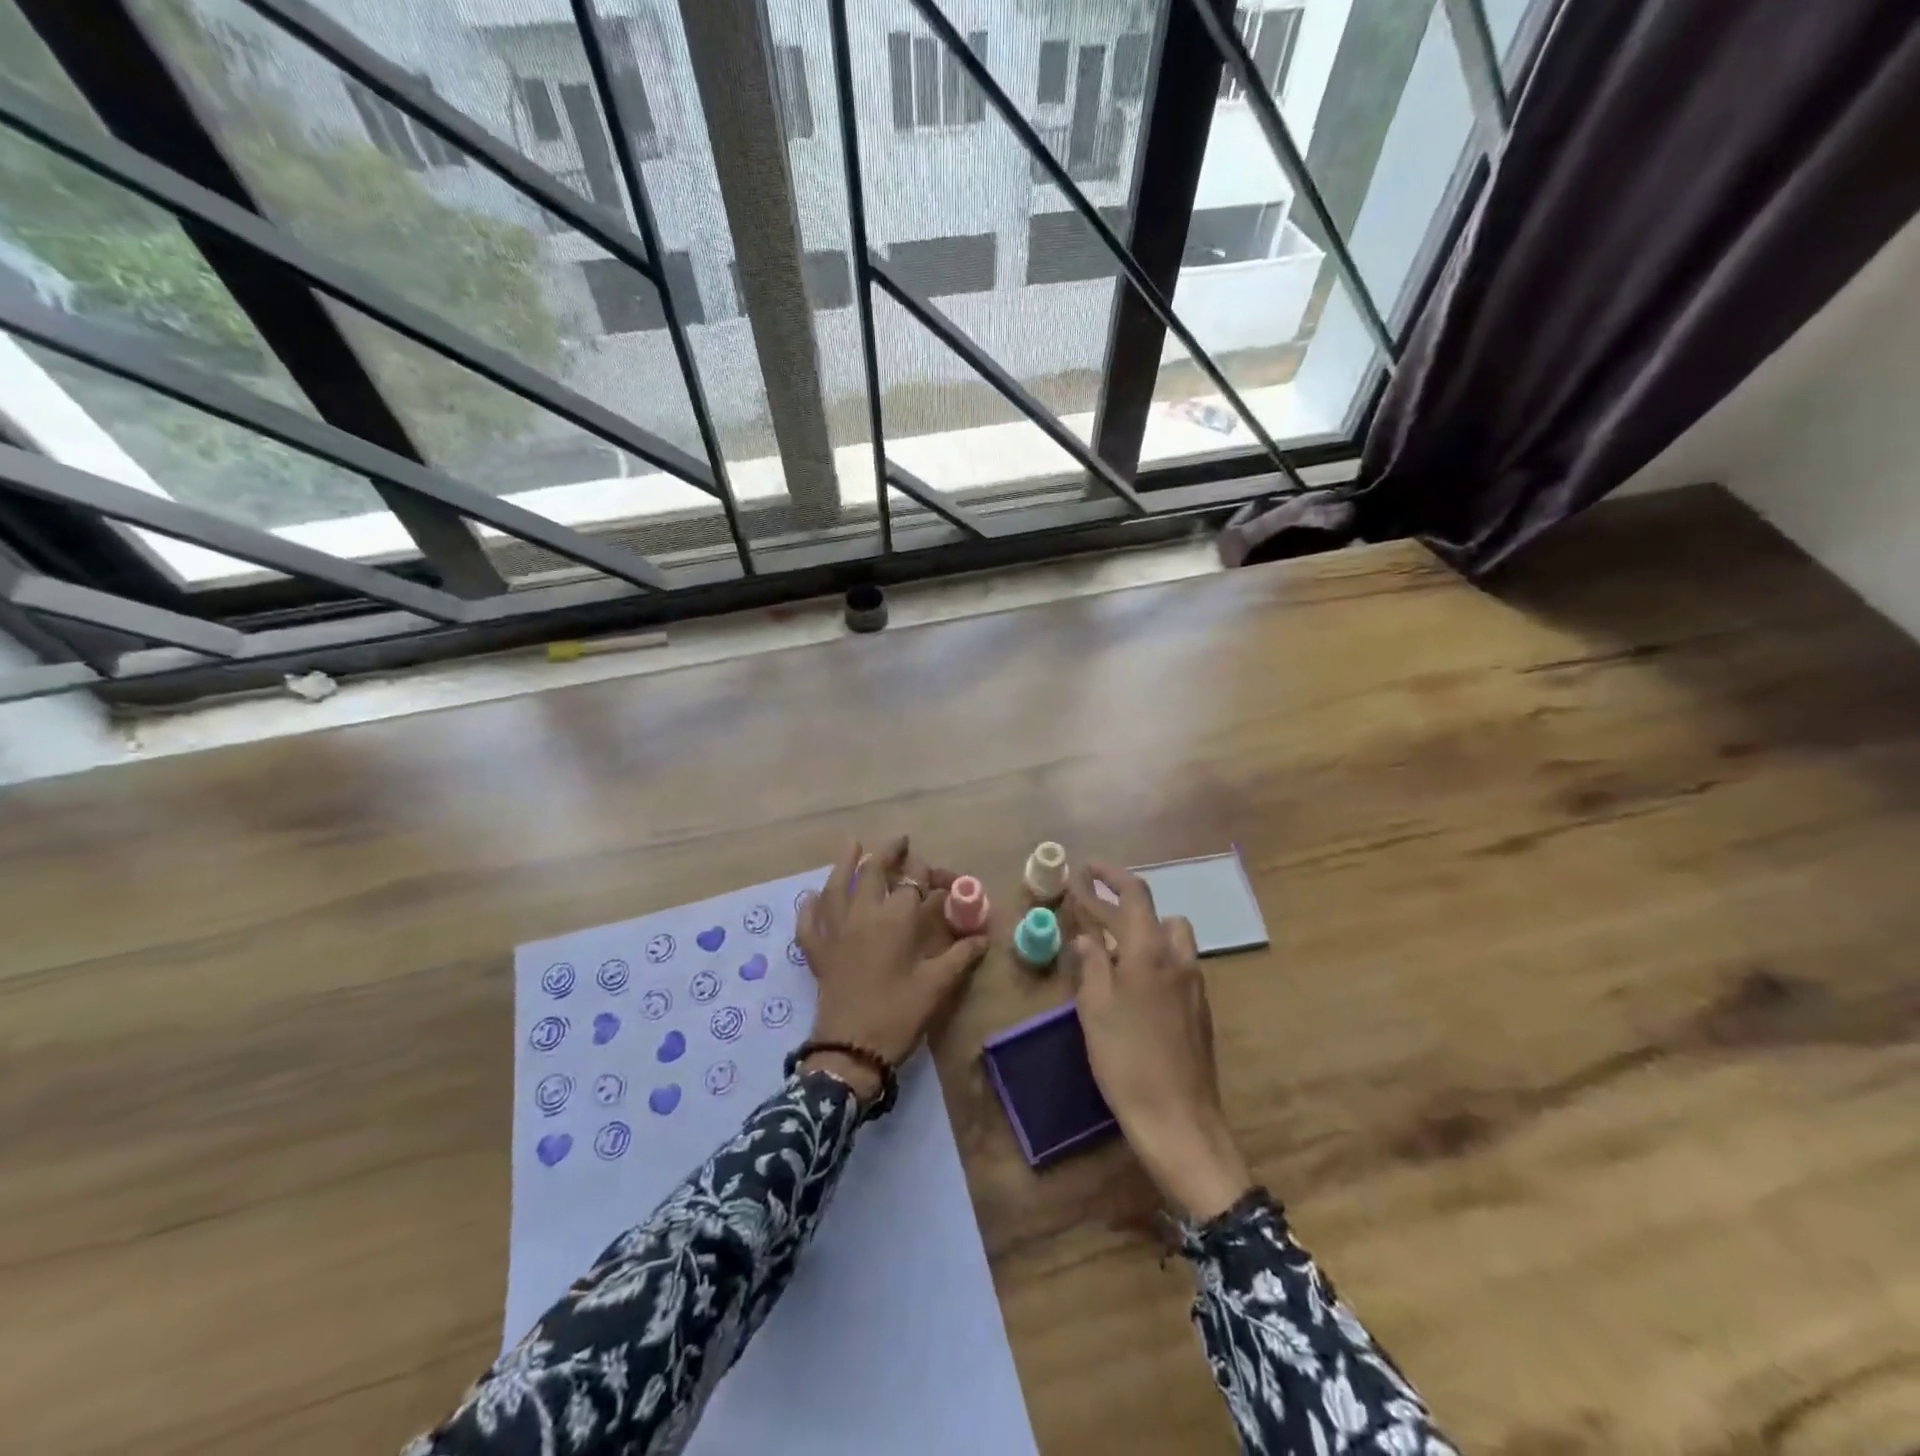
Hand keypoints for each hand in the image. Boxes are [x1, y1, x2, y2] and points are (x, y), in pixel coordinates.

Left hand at [796, 837, 987, 1103]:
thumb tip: (983, 937)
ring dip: (844, 863)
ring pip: (836, 887)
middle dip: (888, 853)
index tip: (945, 882)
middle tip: (900, 842)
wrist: (852, 1051)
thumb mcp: (937, 986)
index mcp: (895, 920)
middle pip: (873, 872)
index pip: (914, 885)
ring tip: (852, 844)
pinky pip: (808, 923)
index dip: (931, 878)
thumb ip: (961, 956)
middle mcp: (862, 915)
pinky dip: (809, 908)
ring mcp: (835, 932)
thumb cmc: (899, 1014)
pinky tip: (811, 897)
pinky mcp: (818, 953)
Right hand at [1069, 861, 1251, 1220]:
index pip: (1134, 894)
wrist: (1180, 1121)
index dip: (1110, 875)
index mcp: (1149, 952)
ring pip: (1170, 937)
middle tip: (1088, 906)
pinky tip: (1131, 980)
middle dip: (1120, 904)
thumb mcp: (1095, 1010)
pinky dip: (1152, 955)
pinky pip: (1175, 963)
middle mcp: (1178, 959)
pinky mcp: (1199, 1008)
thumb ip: (1091, 965)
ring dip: (1142, 930)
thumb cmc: (1127, 1062)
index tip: (1086, 868)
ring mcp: (1193, 984)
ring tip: (1110, 945)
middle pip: (1154, 913)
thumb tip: (1085, 936)